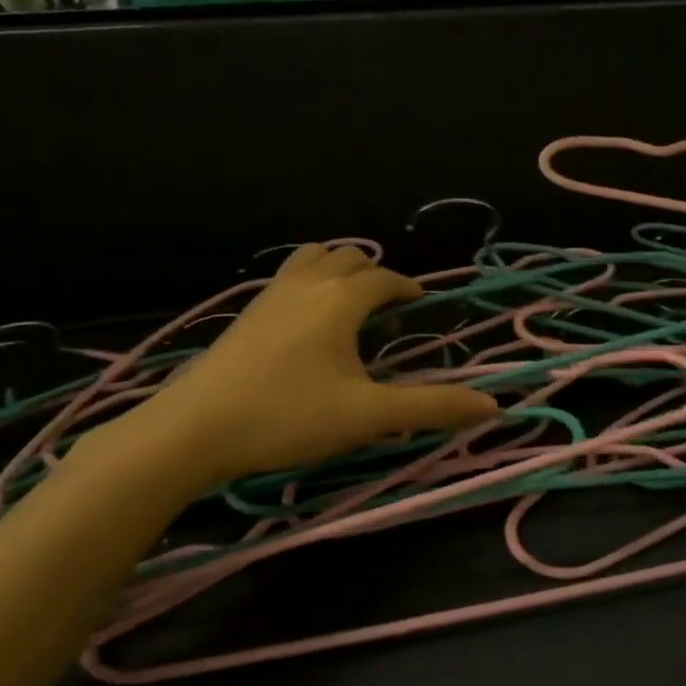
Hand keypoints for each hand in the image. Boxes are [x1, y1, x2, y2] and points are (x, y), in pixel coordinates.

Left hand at [89, 244, 498, 494]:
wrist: (193, 429)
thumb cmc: (287, 417)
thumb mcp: (367, 416)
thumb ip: (432, 407)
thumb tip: (493, 406)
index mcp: (341, 300)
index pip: (385, 279)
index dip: (408, 289)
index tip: (420, 306)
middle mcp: (307, 284)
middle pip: (349, 257)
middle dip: (374, 275)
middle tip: (386, 312)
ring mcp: (270, 295)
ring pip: (312, 259)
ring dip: (338, 271)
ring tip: (347, 308)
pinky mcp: (245, 313)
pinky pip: (287, 277)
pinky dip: (308, 283)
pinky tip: (305, 325)